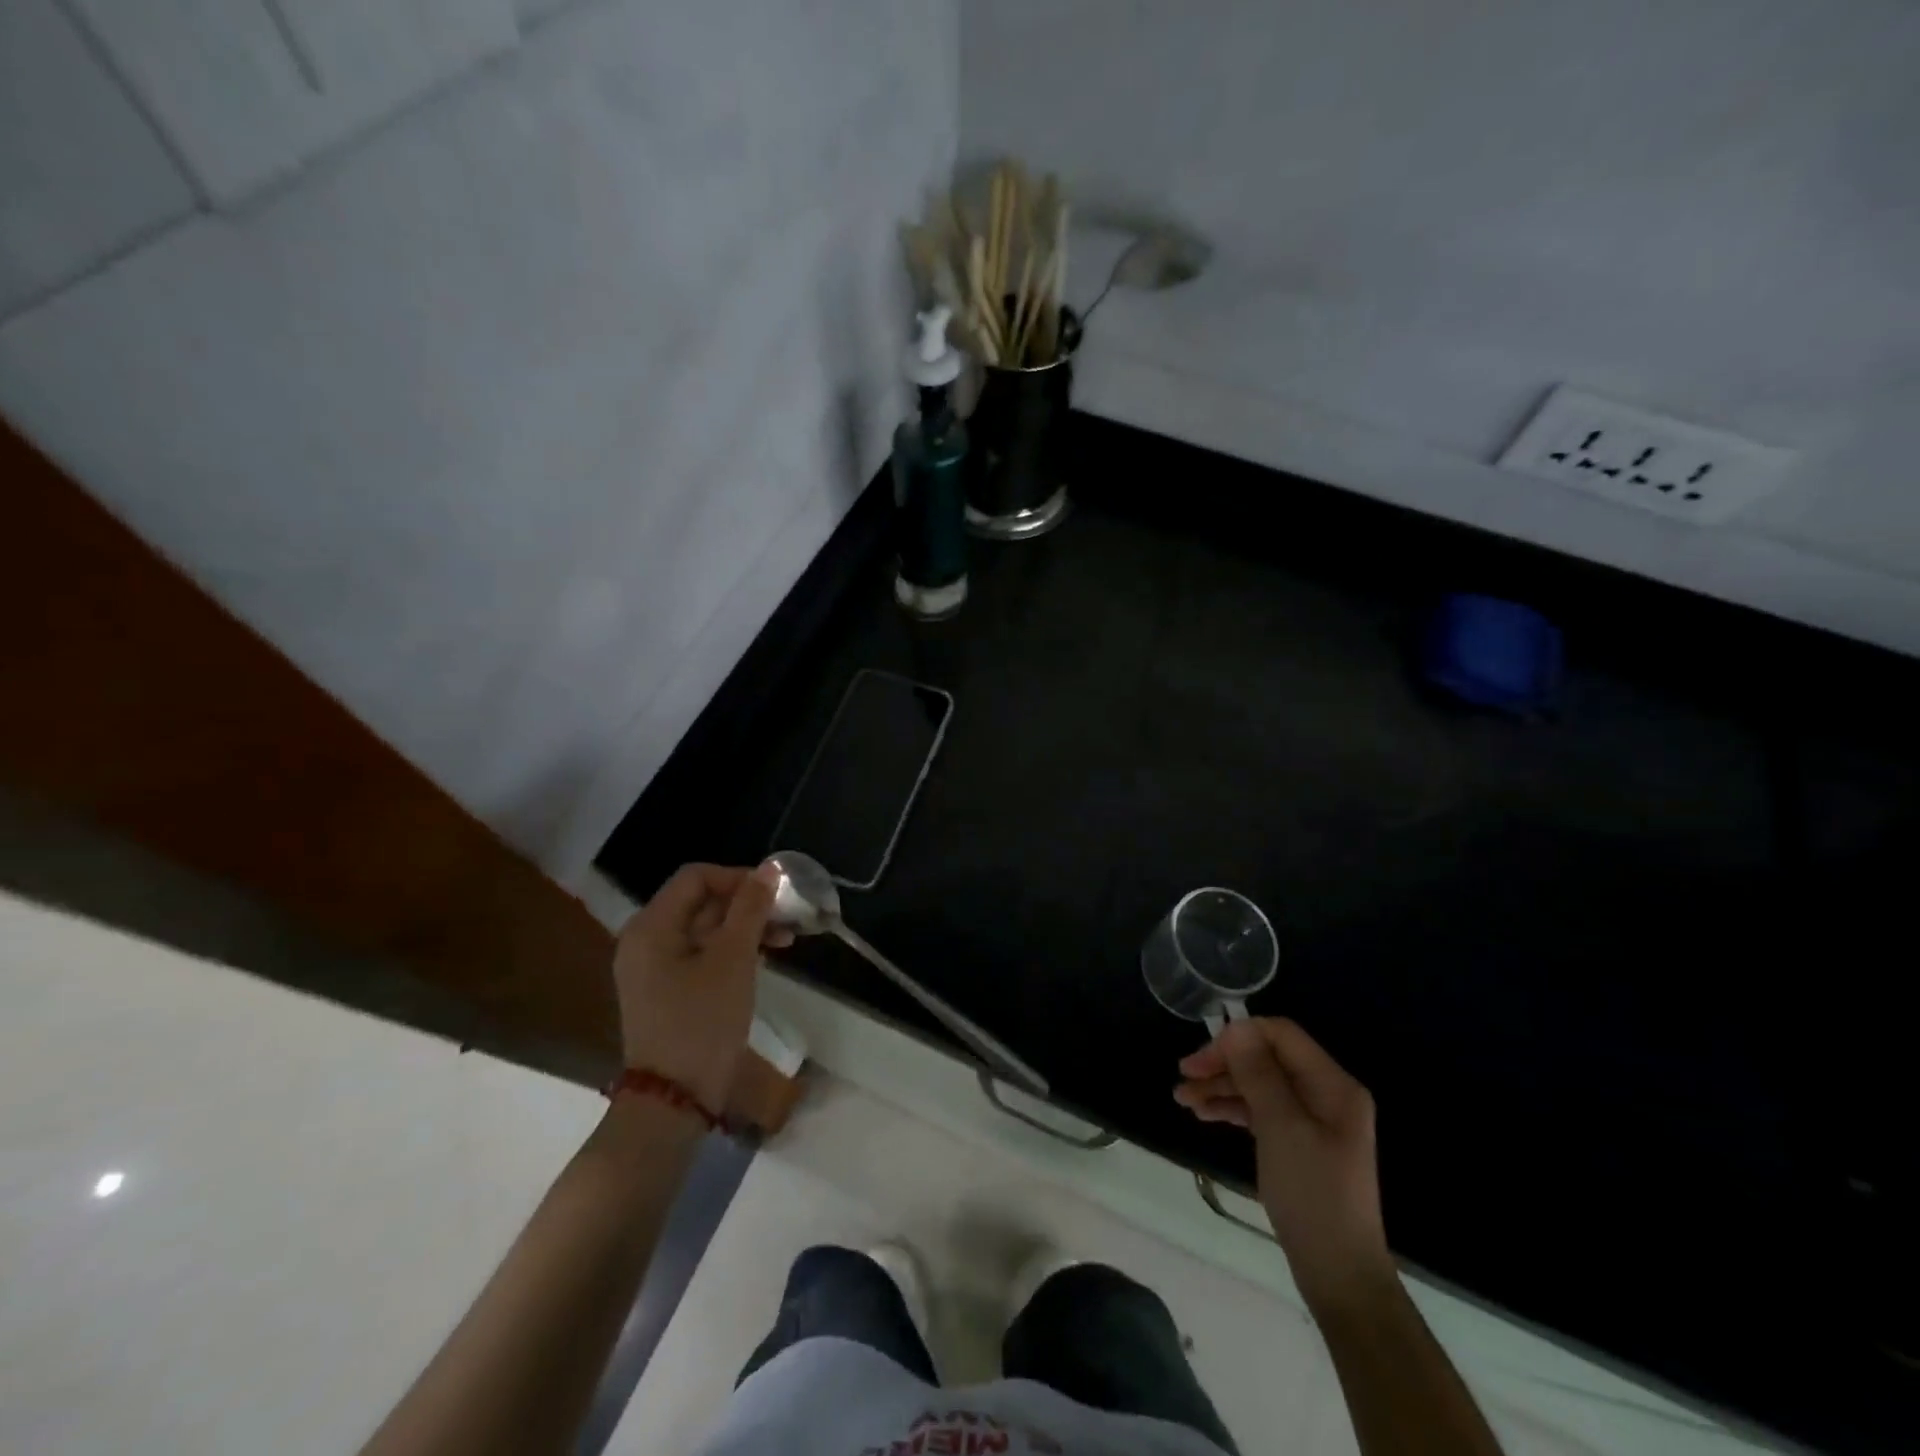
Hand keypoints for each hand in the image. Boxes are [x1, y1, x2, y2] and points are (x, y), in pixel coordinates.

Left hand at [613, 863, 790, 1111]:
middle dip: (747, 904)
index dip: (738, 877)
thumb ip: (750, 909)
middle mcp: (646, 940)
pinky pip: (703, 955)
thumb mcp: (733, 960)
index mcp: (651, 927)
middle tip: (789, 915)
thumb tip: (769, 869)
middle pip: (701, 902)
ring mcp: (654, 969)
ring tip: (787, 938)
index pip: (696, 877)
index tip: (776, 893)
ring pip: (706, 930)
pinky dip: (733, 950)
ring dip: (746, 927)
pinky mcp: (668, 991)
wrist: (674, 1102)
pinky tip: (766, 957)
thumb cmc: (702, 1022)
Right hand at [1175, 1017, 1393, 1313]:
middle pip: (1267, 1058)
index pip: (1281, 1035)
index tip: (1202, 1059)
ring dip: (1221, 1086)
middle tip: (1184, 1077)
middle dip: (1224, 1063)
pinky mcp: (1299, 1141)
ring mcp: (1313, 1119)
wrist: (1338, 1274)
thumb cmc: (1313, 1195)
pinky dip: (1232, 1107)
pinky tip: (1205, 1113)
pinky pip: (1261, 1109)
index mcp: (1333, 1084)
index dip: (1239, 1037)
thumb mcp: (1281, 1128)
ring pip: (1259, 1084)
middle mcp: (1325, 1094)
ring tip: (1183, 1099)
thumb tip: (1236, 1027)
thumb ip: (1258, 1073)